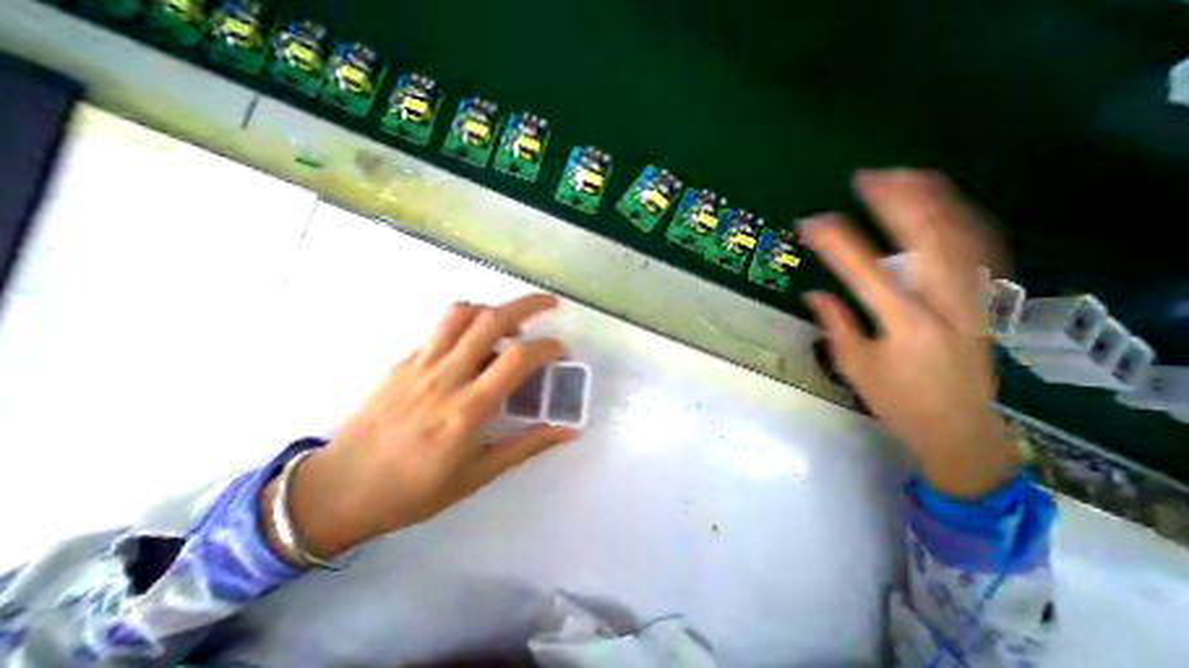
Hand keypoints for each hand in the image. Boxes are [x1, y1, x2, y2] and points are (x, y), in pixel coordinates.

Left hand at [263, 294, 574, 561]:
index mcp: (468, 409)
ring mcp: (420, 364)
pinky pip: (440, 328)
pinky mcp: (403, 361)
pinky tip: (474, 343)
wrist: (338, 491)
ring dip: (494, 308)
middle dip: (529, 305)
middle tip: (550, 304)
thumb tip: (568, 433)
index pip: (517, 359)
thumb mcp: (478, 475)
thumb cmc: (414, 490)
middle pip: (492, 320)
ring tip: (510, 322)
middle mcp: (446, 376)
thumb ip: (526, 446)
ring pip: (462, 314)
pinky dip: (466, 323)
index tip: (561, 350)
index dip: (547, 346)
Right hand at [807, 171, 1021, 498]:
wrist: (960, 429)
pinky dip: (964, 221)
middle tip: (868, 178)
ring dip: (934, 202)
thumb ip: (836, 325)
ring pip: (961, 238)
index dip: (835, 242)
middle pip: (926, 240)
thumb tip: (815, 294)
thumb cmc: (898, 402)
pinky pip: (981, 251)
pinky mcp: (984, 301)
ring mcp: (972, 299)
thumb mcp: (855, 367)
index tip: (811, 222)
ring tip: (907, 176)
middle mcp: (945, 303)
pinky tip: (947, 206)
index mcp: (904, 323)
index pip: (864, 270)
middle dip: (895, 203)